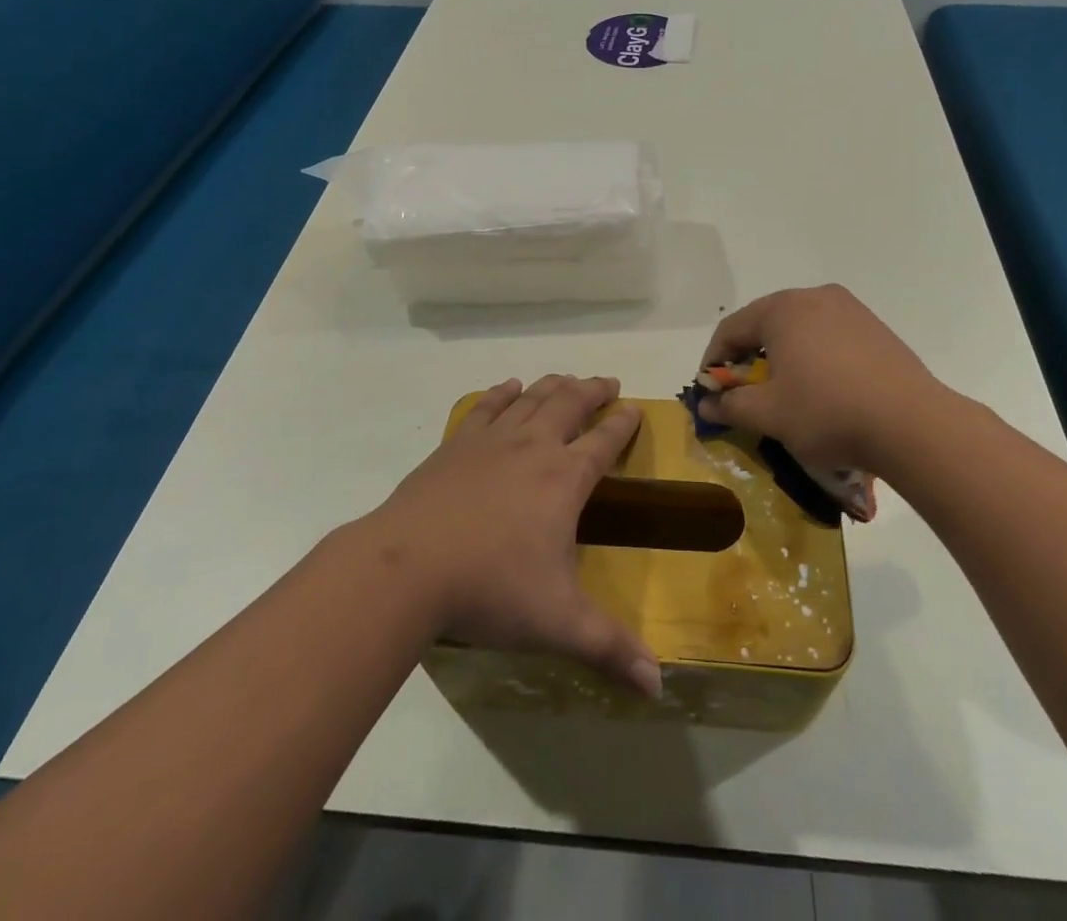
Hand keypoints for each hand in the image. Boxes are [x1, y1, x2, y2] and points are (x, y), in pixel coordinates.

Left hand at [362, 374, 661, 697]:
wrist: (407, 567)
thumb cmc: (489, 589)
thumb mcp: (557, 622)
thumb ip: (610, 649)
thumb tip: (659, 686)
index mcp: (564, 479)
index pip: (604, 442)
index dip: (623, 424)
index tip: (635, 408)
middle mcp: (533, 447)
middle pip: (569, 405)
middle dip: (592, 391)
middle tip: (607, 382)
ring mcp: (491, 441)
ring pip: (531, 399)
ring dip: (553, 385)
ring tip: (566, 378)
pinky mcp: (455, 445)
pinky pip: (486, 408)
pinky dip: (502, 393)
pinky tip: (508, 387)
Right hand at [697, 285, 947, 474]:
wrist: (912, 424)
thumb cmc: (827, 412)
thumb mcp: (768, 414)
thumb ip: (730, 405)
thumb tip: (706, 404)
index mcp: (782, 308)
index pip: (731, 329)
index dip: (714, 361)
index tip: (710, 392)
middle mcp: (814, 297)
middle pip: (766, 324)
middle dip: (749, 358)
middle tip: (744, 393)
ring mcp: (850, 309)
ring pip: (800, 330)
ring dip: (783, 357)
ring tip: (783, 392)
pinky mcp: (876, 328)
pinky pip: (829, 337)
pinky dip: (814, 358)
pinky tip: (822, 390)